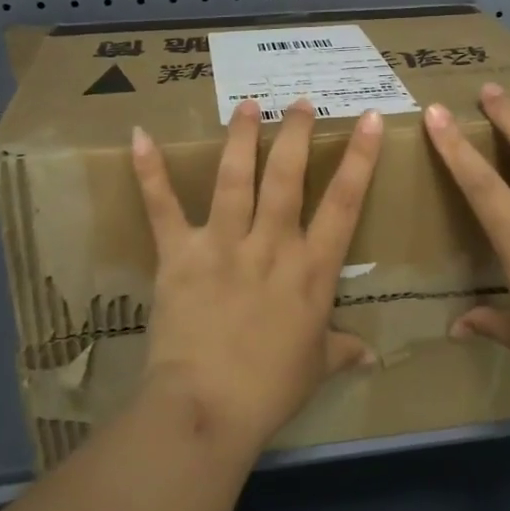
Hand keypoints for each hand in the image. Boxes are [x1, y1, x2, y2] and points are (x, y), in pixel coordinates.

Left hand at [131, 98, 382, 452]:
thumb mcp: (315, 367)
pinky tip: (139, 136)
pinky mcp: (180, 254)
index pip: (345, 202)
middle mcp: (271, 244)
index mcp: (311, 269)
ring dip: (240, 137)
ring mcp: (223, 244)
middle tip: (298, 102)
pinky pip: (163, 207)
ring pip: (235, 178)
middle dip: (295, 134)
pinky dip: (150, 172)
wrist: (207, 408)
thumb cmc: (270, 390)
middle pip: (287, 177)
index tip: (370, 119)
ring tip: (247, 106)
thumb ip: (342, 350)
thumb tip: (370, 355)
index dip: (361, 158)